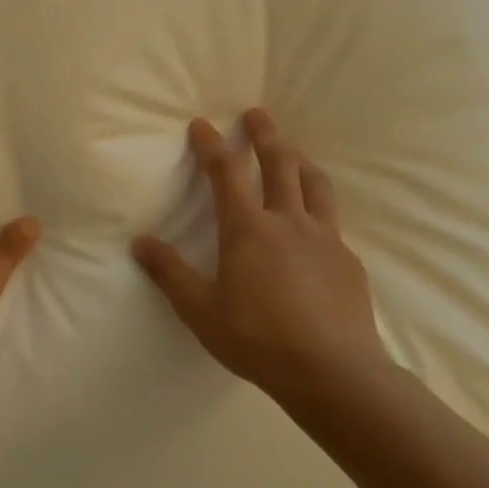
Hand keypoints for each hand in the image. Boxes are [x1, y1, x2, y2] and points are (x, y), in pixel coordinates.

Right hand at [133, 111, 387, 402]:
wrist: (334, 373)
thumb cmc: (257, 338)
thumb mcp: (200, 309)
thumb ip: (169, 272)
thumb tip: (140, 242)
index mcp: (248, 230)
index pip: (226, 174)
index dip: (212, 145)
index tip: (202, 124)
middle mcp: (289, 222)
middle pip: (280, 165)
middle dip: (265, 136)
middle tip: (257, 114)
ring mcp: (325, 239)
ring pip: (315, 186)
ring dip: (300, 161)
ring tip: (294, 152)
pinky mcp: (348, 261)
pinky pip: (332, 220)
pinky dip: (319, 205)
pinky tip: (316, 222)